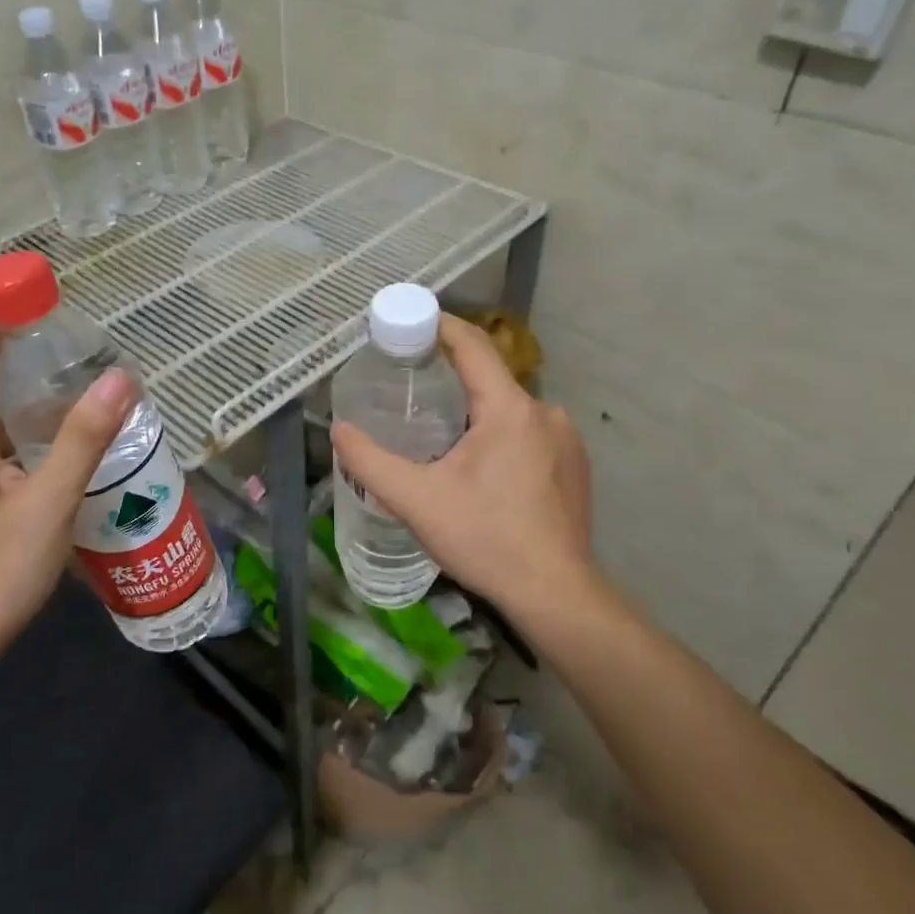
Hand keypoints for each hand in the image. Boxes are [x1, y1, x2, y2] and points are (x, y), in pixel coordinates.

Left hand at [0, 313, 136, 674]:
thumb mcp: (47, 504)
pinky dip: (32, 430)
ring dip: (30, 392)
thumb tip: (121, 377)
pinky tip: (69, 444)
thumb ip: (83, 440)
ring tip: (83, 379)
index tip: (34, 288)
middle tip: (77, 333)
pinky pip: (1, 447)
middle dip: (21, 350)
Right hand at [330, 314, 595, 618]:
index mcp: (509, 409)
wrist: (556, 594)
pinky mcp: (575, 466)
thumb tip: (339, 430)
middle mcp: (545, 412)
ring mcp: (566, 439)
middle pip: (490, 377)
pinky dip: (502, 436)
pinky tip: (484, 470)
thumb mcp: (417, 500)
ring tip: (441, 436)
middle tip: (411, 388)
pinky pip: (530, 433)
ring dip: (476, 412)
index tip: (410, 319)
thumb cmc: (486, 539)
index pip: (472, 345)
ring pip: (510, 409)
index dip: (440, 325)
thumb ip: (370, 461)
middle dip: (451, 376)